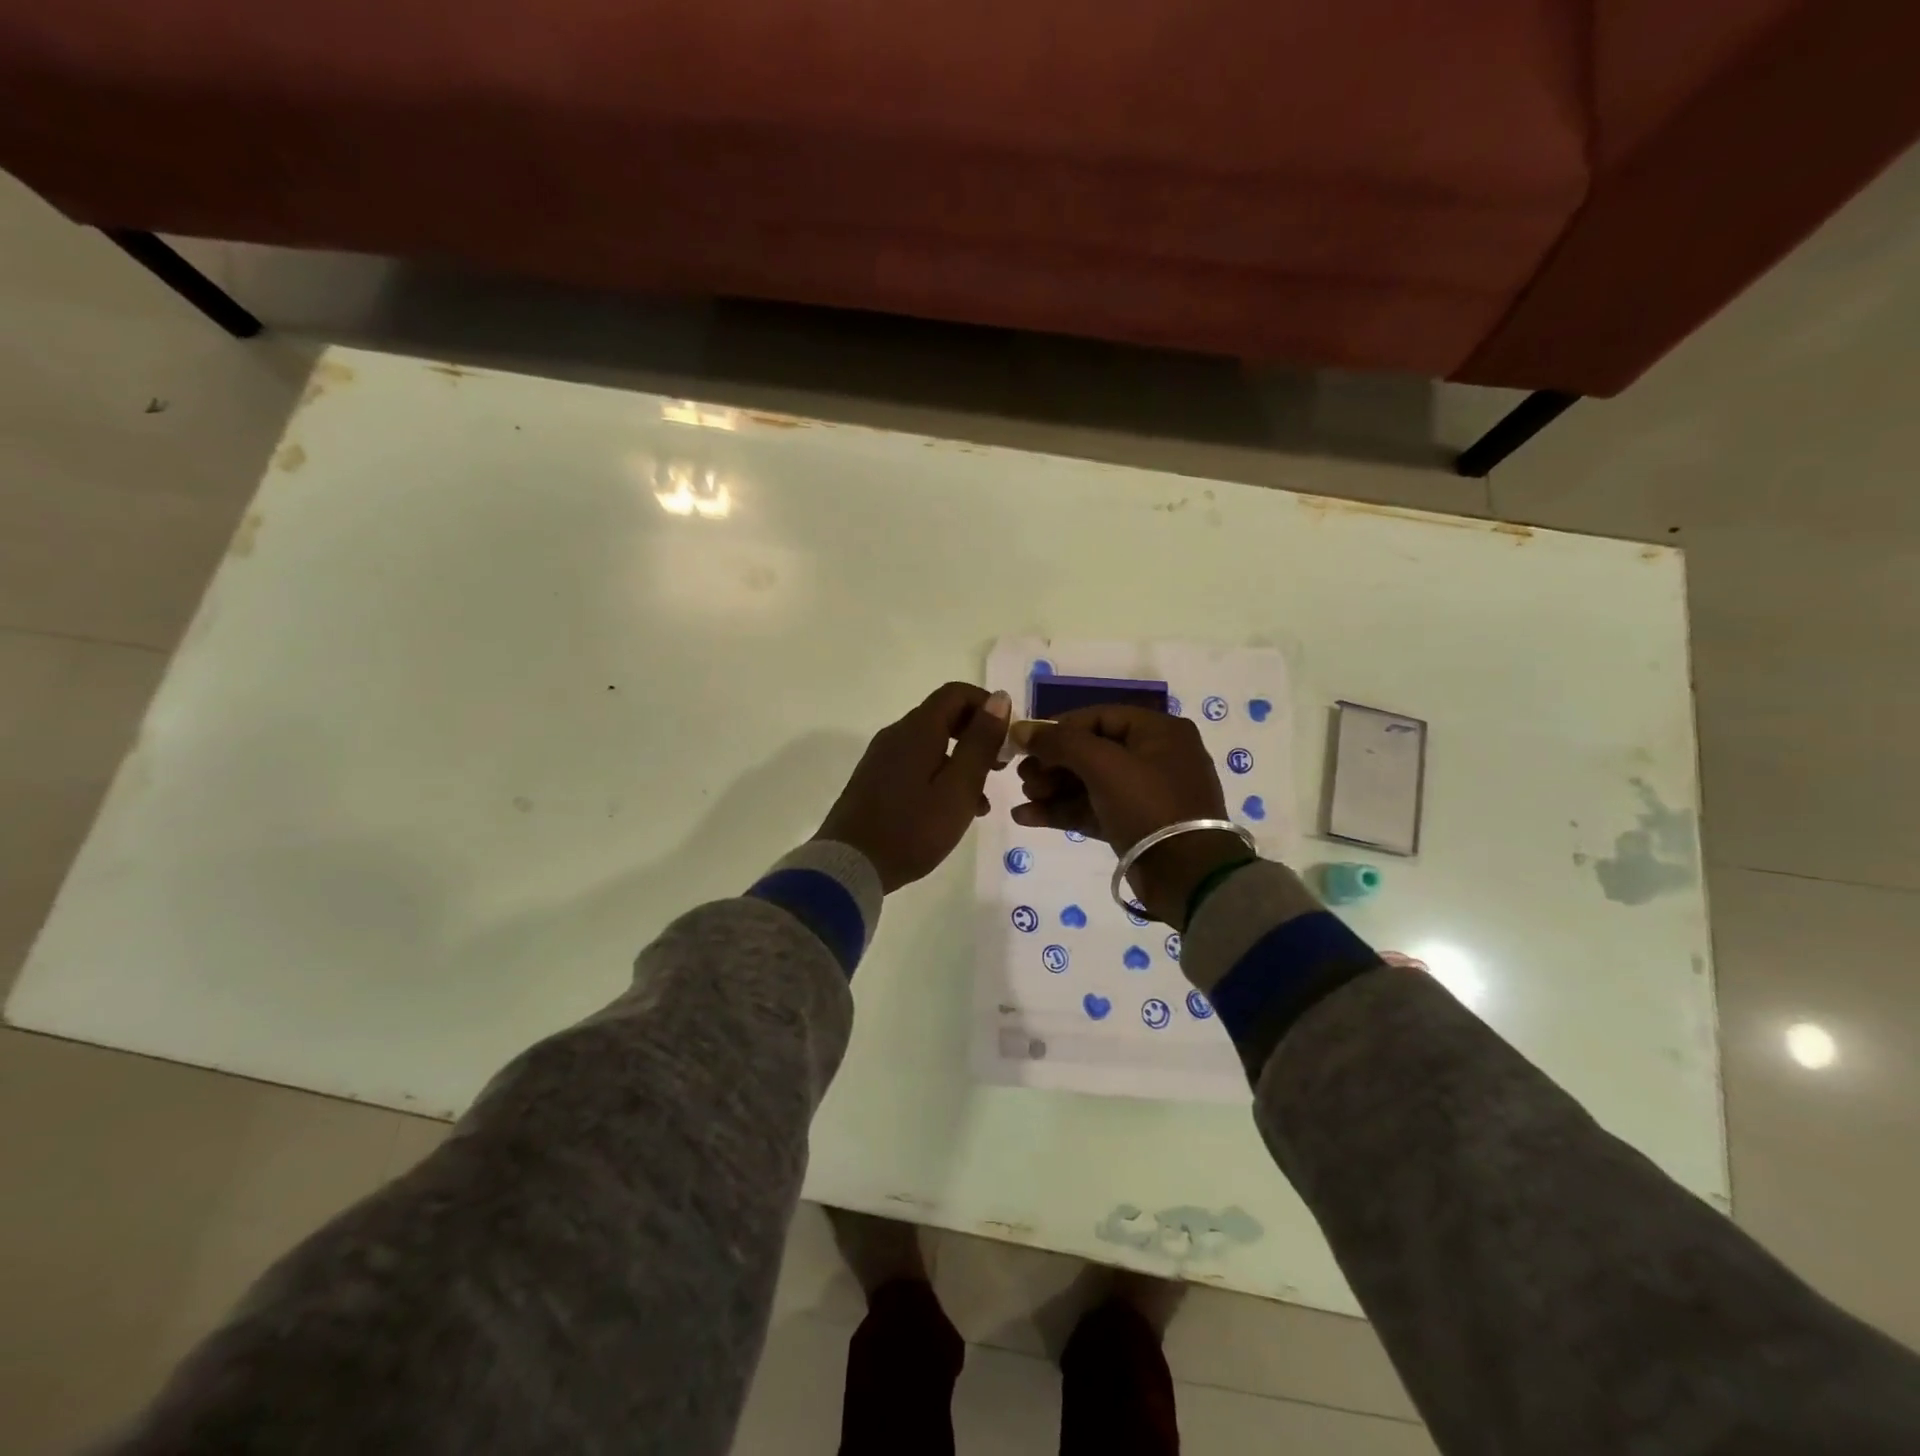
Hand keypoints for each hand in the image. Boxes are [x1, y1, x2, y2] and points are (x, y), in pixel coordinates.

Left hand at [816, 683, 1012, 892]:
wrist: (850, 865)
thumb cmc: (913, 828)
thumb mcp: (959, 788)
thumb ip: (980, 742)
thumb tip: (999, 698)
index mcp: (917, 730)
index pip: (956, 693)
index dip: (987, 706)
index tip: (1008, 736)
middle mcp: (897, 735)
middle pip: (944, 716)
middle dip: (977, 735)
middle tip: (1000, 767)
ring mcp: (882, 758)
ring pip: (932, 745)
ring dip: (962, 761)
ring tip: (982, 799)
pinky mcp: (875, 780)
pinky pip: (916, 765)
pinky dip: (941, 776)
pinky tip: (954, 810)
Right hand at [1013, 706, 1249, 925]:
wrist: (1187, 877)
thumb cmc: (1148, 806)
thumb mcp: (1103, 766)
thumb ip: (1060, 743)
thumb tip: (1021, 729)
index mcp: (1159, 731)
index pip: (1098, 717)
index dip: (1058, 728)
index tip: (1025, 743)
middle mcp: (1155, 756)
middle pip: (1091, 750)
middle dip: (1052, 763)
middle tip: (1023, 777)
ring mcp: (1146, 793)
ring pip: (1089, 782)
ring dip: (1053, 788)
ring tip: (1023, 798)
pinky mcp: (1135, 824)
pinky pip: (1094, 808)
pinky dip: (1064, 811)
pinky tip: (1027, 816)